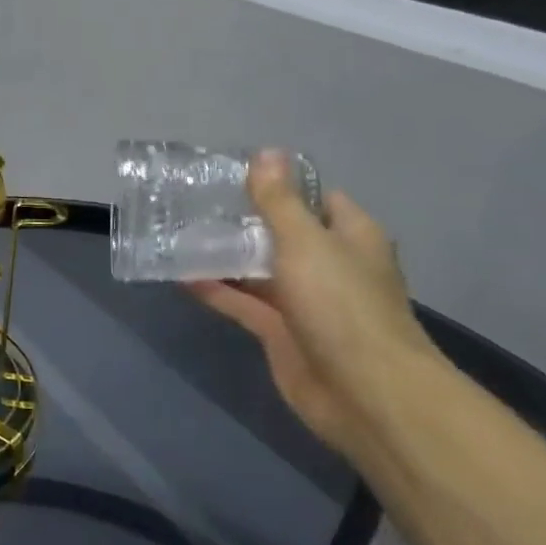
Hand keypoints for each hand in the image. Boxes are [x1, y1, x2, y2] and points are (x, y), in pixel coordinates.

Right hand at [187, 150, 436, 464]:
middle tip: (195, 203)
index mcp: (349, 236)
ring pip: (260, 270)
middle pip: (283, 234)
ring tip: (181, 234)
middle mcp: (329, 265)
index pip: (316, 199)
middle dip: (244, 221)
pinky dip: (218, 291)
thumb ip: (279, 202)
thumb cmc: (341, 304)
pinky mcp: (281, 333)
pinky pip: (245, 304)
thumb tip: (266, 153)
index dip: (280, 185)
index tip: (235, 174)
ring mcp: (305, 302)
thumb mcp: (305, 242)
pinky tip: (182, 276)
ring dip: (227, 256)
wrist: (363, 392)